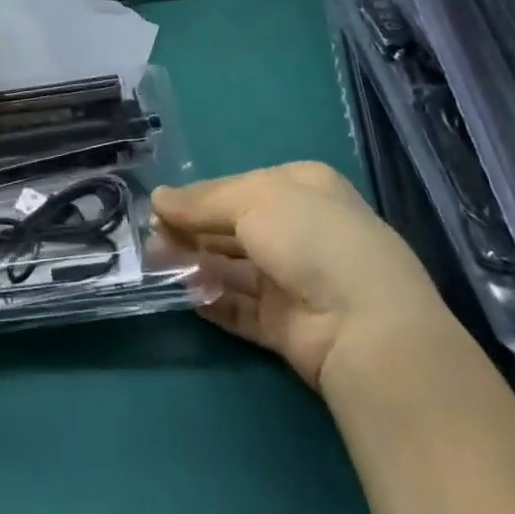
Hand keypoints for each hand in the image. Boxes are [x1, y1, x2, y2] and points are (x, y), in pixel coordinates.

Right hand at [152, 162, 448, 391]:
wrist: (365, 326)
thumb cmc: (310, 238)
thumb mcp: (252, 200)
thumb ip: (201, 201)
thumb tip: (156, 198)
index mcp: (302, 188)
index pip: (238, 187)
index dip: (198, 196)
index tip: (159, 207)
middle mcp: (300, 230)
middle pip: (232, 227)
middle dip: (190, 231)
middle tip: (150, 239)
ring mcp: (295, 280)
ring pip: (232, 267)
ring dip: (194, 263)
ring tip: (155, 264)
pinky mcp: (287, 325)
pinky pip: (240, 306)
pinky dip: (212, 299)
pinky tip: (184, 295)